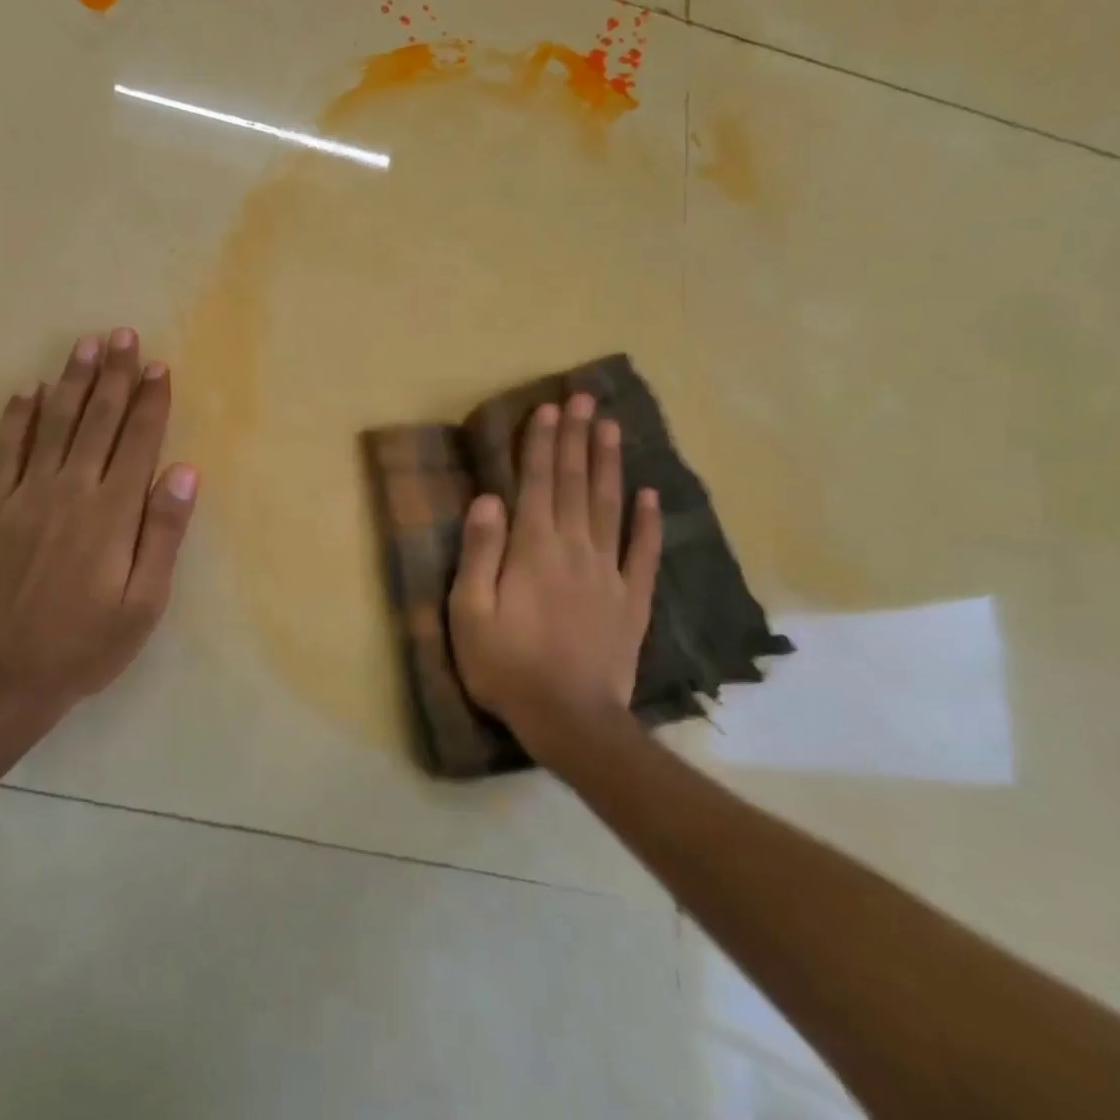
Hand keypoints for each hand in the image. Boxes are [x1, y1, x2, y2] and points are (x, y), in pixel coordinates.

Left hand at [0, 327, 197, 716]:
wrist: (3, 675)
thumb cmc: (87, 643)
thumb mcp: (144, 602)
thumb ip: (163, 533)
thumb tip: (182, 470)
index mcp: (112, 512)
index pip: (137, 441)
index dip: (150, 402)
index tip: (159, 366)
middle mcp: (70, 490)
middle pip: (98, 421)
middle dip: (115, 376)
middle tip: (124, 336)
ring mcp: (25, 495)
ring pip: (54, 424)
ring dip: (72, 382)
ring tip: (86, 346)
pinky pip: (5, 451)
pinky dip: (17, 418)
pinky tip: (28, 390)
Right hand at [447, 394, 661, 752]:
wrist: (570, 719)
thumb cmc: (507, 666)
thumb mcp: (470, 612)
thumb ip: (480, 552)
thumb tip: (490, 499)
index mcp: (534, 549)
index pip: (539, 484)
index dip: (543, 444)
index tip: (550, 409)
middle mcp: (575, 549)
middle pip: (577, 485)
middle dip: (578, 439)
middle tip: (586, 399)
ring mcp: (608, 574)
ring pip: (610, 508)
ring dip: (610, 465)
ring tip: (613, 428)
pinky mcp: (631, 601)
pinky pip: (643, 554)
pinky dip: (646, 522)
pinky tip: (649, 495)